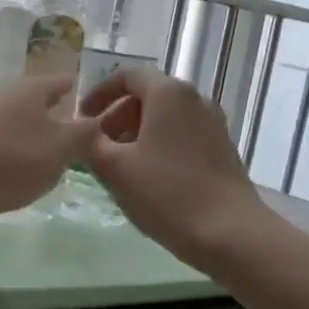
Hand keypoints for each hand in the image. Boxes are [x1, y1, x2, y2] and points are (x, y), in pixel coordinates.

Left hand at [0, 78, 96, 243]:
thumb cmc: (7, 157)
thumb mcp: (58, 149)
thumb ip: (82, 137)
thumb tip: (97, 123)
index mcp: (33, 92)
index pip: (63, 83)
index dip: (82, 91)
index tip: (102, 104)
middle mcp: (7, 104)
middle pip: (39, 107)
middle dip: (58, 119)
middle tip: (84, 139)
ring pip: (18, 133)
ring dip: (35, 145)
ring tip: (58, 164)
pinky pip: (0, 158)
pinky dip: (13, 166)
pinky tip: (21, 184)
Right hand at [78, 68, 269, 270]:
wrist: (230, 233)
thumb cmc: (166, 193)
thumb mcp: (114, 168)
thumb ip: (88, 143)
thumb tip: (78, 132)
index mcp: (168, 93)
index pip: (127, 76)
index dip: (99, 93)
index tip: (82, 119)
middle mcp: (195, 99)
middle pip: (147, 96)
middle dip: (116, 117)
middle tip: (96, 147)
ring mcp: (213, 124)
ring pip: (165, 118)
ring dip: (136, 134)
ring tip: (118, 165)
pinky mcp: (222, 149)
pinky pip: (182, 135)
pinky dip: (158, 145)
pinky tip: (147, 178)